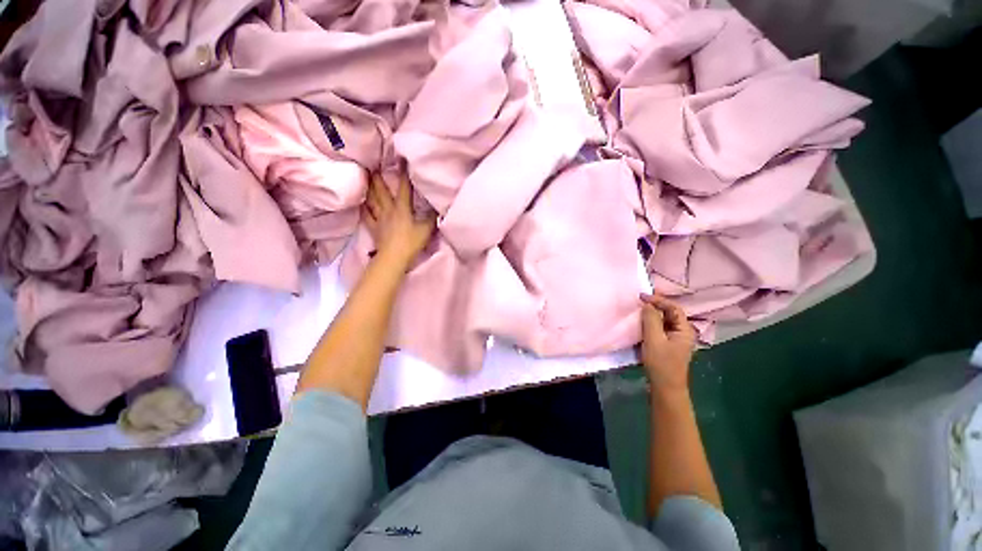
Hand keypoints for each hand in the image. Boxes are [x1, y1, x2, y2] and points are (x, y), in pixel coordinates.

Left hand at [362, 172, 435, 268]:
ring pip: (372, 201)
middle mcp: (388, 210)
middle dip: (378, 178)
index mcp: (402, 208)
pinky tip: (362, 203)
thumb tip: (438, 207)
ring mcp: (379, 219)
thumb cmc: (411, 242)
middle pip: (381, 191)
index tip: (401, 159)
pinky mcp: (374, 228)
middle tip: (373, 165)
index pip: (404, 188)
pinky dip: (364, 208)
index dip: (403, 173)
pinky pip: (367, 216)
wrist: (394, 257)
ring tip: (366, 180)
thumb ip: (432, 218)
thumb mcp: (427, 229)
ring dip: (369, 189)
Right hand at [640, 293, 695, 394]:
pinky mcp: (667, 346)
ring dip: (651, 315)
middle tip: (639, 301)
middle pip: (669, 313)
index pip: (673, 307)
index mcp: (684, 329)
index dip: (658, 300)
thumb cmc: (661, 364)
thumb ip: (651, 319)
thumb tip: (647, 304)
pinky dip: (650, 324)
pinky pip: (659, 329)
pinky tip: (641, 325)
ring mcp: (675, 340)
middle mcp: (682, 332)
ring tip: (638, 310)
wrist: (665, 389)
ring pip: (663, 321)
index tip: (641, 296)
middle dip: (655, 306)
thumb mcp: (654, 339)